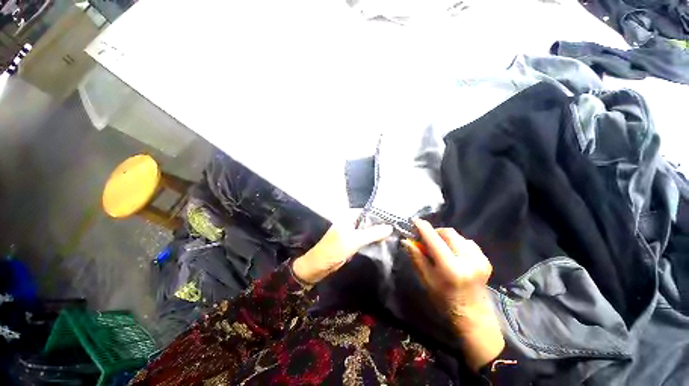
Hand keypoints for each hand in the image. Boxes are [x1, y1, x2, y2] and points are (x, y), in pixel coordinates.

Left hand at [292, 222, 392, 284]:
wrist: (320, 265)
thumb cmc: (335, 248)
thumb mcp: (355, 239)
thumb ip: (373, 233)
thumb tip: (390, 227)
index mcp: (348, 216)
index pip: (367, 212)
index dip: (380, 215)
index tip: (393, 220)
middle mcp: (350, 221)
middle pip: (368, 221)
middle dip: (380, 225)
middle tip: (395, 229)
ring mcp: (351, 232)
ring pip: (367, 230)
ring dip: (377, 233)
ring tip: (393, 235)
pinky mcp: (352, 241)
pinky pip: (365, 238)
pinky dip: (372, 240)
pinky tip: (383, 242)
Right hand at [403, 218, 503, 370]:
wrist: (473, 315)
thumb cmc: (444, 300)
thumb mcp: (426, 279)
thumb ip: (416, 257)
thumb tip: (406, 240)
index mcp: (451, 268)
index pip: (434, 240)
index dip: (423, 228)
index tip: (415, 220)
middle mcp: (468, 260)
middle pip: (448, 233)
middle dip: (435, 232)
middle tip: (426, 240)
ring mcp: (480, 259)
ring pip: (457, 236)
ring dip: (445, 238)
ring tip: (439, 248)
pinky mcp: (485, 259)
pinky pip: (466, 241)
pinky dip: (456, 243)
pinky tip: (453, 253)